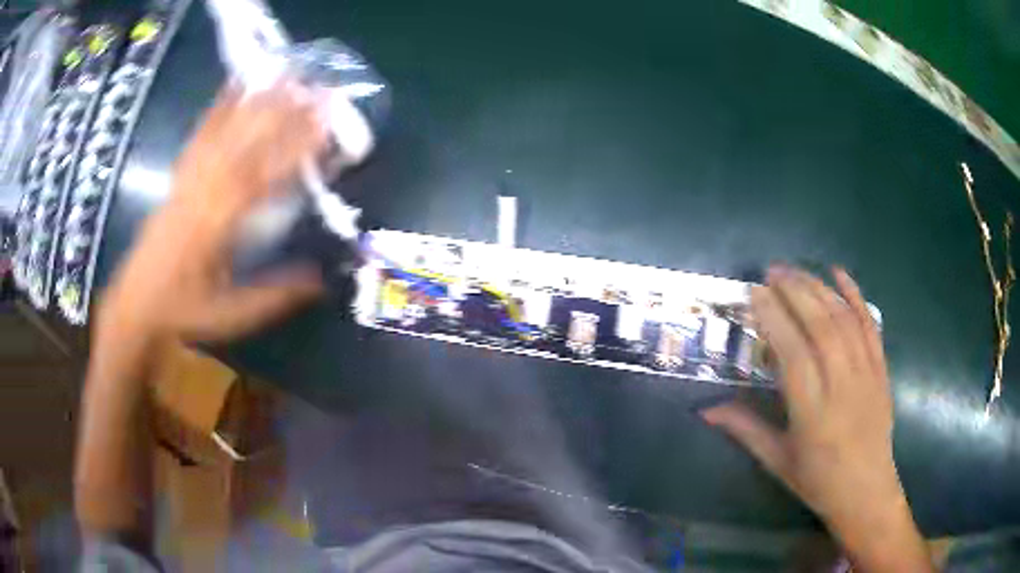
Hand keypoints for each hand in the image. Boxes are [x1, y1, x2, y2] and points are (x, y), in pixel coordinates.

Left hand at [96, 82, 326, 344]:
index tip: (327, 125)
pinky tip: (236, 83)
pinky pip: (201, 134)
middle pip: (247, 143)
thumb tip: (322, 279)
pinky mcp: (180, 174)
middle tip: (319, 89)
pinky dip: (220, 105)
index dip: (296, 149)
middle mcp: (202, 190)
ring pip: (227, 131)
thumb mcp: (230, 315)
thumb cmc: (183, 312)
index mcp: (216, 225)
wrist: (136, 303)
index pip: (263, 177)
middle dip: (285, 113)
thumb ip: (275, 295)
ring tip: (289, 76)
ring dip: (260, 101)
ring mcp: (188, 177)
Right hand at [701, 266, 931, 571]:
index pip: (794, 354)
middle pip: (821, 327)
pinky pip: (870, 325)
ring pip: (844, 320)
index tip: (754, 293)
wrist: (866, 491)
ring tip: (794, 270)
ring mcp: (866, 374)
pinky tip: (840, 274)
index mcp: (813, 414)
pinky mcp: (881, 368)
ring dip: (819, 288)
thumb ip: (744, 429)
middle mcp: (842, 386)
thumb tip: (704, 410)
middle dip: (795, 292)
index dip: (774, 319)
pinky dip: (856, 295)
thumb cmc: (817, 480)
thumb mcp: (777, 460)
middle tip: (771, 271)